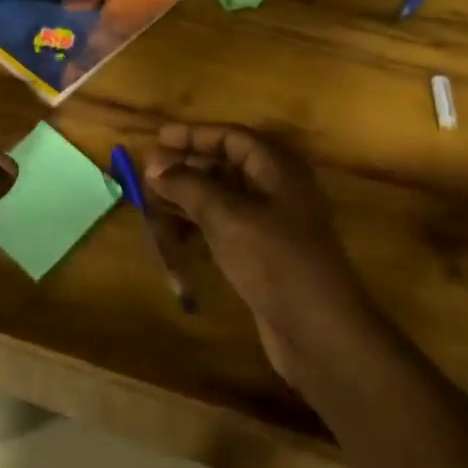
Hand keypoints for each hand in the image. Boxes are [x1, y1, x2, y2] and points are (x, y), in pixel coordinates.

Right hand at [147, 123, 378, 385]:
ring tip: (152, 207)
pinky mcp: (263, 255)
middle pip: (224, 166)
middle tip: (147, 177)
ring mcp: (271, 224)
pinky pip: (224, 229)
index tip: (157, 139)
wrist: (319, 332)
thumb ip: (188, 185)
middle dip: (185, 170)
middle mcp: (276, 189)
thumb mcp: (226, 216)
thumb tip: (154, 164)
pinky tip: (175, 240)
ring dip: (187, 201)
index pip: (231, 137)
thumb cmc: (275, 261)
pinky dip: (199, 229)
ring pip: (221, 199)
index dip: (193, 135)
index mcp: (277, 168)